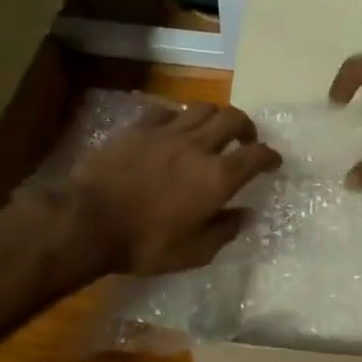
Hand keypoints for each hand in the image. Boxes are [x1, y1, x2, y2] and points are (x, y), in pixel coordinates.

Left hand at [69, 104, 281, 274]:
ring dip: (215, 117)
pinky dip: (178, 118)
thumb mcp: (193, 253)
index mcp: (217, 177)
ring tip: (211, 131)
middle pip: (233, 118)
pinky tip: (173, 130)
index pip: (257, 155)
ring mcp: (167, 132)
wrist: (87, 222)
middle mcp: (198, 146)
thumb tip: (245, 215)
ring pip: (202, 107)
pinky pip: (167, 111)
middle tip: (245, 141)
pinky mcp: (139, 128)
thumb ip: (224, 231)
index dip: (270, 156)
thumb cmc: (144, 244)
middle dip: (246, 127)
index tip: (273, 162)